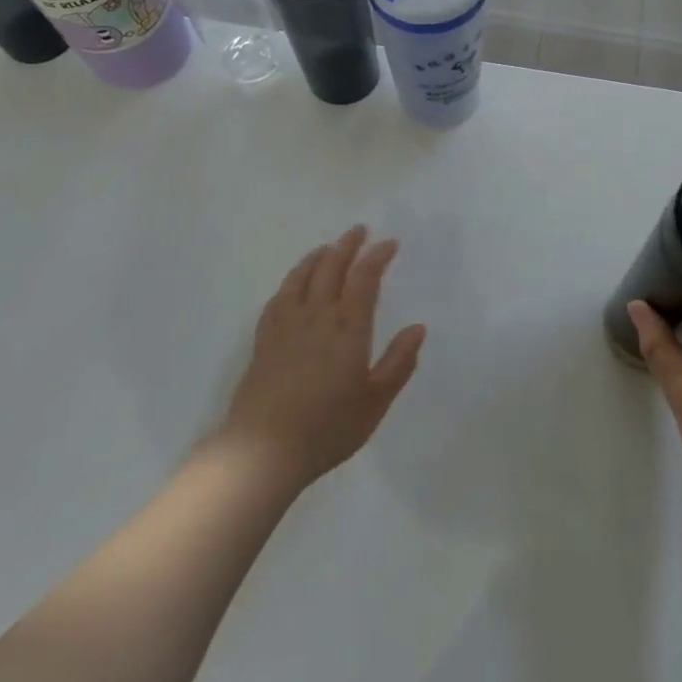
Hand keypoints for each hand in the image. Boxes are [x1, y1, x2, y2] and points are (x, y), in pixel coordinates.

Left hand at [220, 226, 426, 493]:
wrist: (263, 450)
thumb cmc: (328, 427)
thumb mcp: (375, 402)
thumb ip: (398, 363)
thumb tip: (418, 328)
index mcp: (348, 327)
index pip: (365, 278)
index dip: (377, 256)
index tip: (390, 242)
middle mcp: (317, 316)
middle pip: (331, 267)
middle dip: (347, 245)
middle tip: (359, 231)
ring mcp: (286, 325)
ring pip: (302, 277)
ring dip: (318, 256)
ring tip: (328, 248)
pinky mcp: (264, 339)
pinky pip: (279, 297)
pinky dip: (292, 280)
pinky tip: (294, 284)